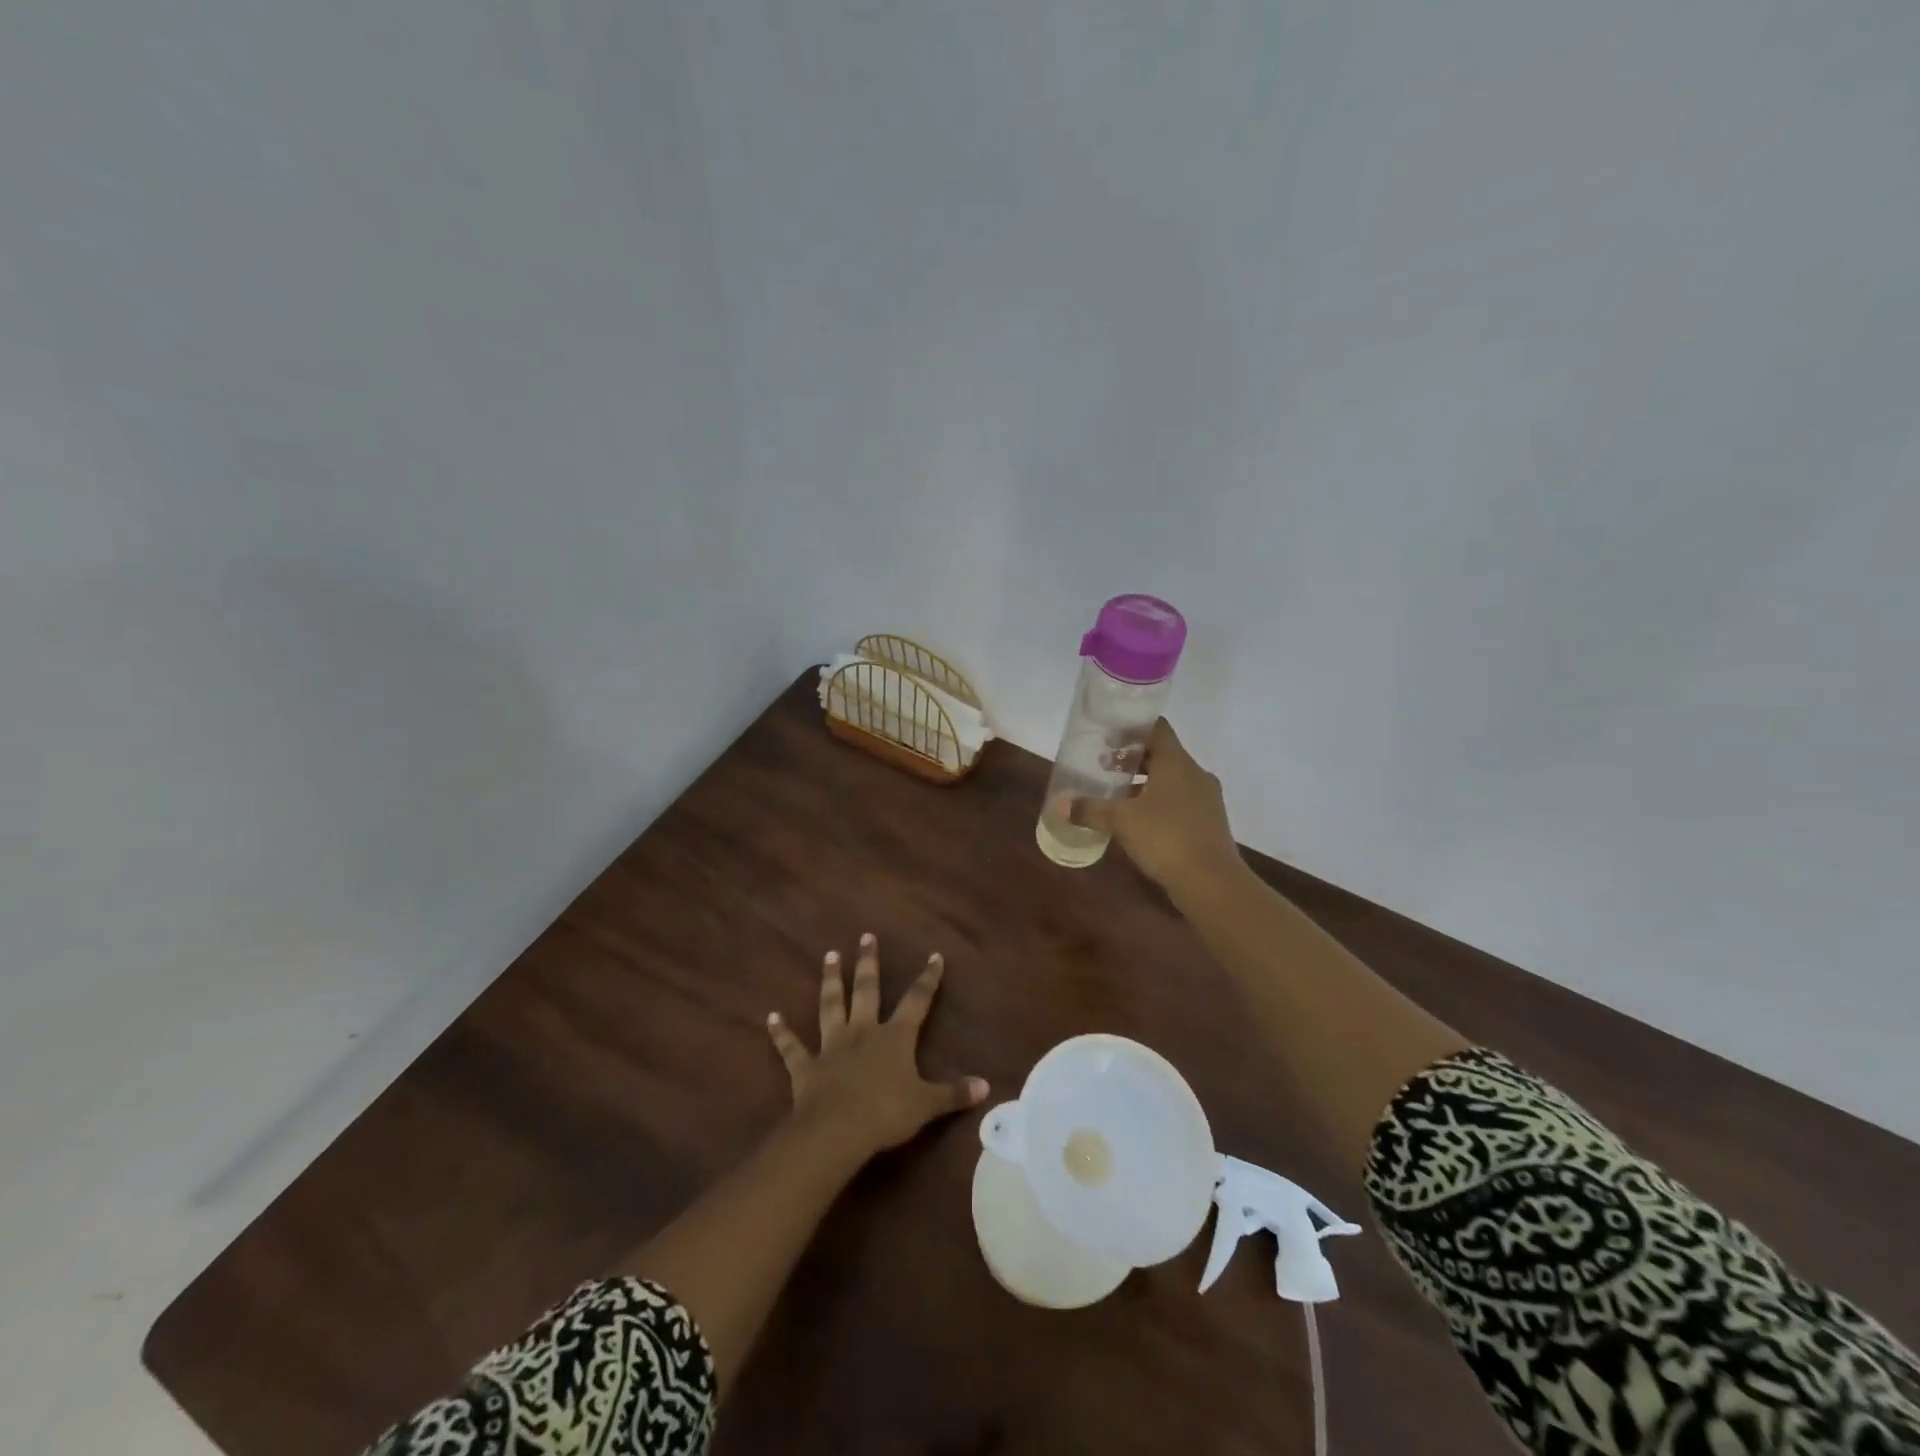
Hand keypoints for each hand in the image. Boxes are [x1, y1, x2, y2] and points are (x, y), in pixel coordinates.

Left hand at [766, 933, 988, 1159]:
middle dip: (869, 962)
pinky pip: (791, 1046)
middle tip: (866, 935)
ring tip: (829, 955)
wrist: (837, 1130)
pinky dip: (780, 1032)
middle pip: (867, 989)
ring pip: (831, 1005)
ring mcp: (832, 1045)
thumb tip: (986, 1087)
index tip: (934, 955)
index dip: (927, 979)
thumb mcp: (927, 1105)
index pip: (916, 1000)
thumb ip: (954, 1093)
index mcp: (894, 1037)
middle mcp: (863, 1031)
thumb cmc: (886, 1113)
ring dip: (830, 980)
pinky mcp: (806, 1066)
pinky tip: (770, 1017)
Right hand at [1071, 719, 1241, 897]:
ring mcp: (1205, 798)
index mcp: (1176, 762)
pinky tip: (1139, 821)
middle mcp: (1194, 773)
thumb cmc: (1165, 838)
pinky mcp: (1209, 822)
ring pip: (1172, 780)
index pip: (1157, 728)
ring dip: (1145, 783)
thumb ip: (1090, 810)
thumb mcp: (1121, 821)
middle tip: (1105, 766)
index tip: (1109, 737)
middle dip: (1133, 759)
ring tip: (1117, 795)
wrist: (1212, 882)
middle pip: (1162, 754)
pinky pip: (1180, 801)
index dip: (1132, 728)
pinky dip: (1158, 802)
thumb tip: (1059, 805)